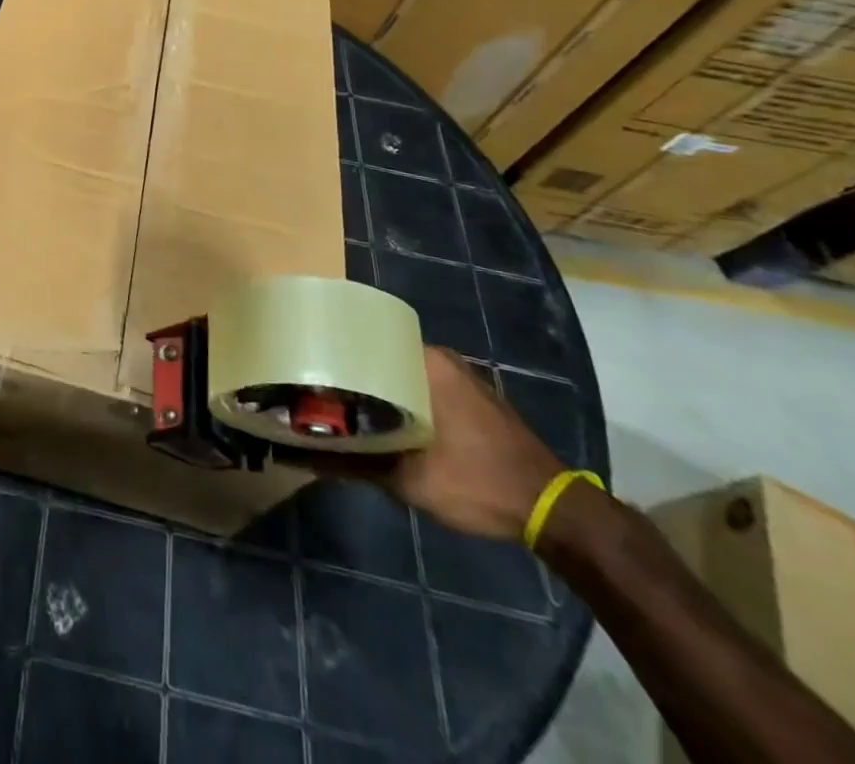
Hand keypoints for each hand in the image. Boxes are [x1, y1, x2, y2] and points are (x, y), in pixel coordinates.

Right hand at [323, 347, 562, 541]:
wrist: (554, 512)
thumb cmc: (478, 482)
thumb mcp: (410, 480)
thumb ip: (355, 464)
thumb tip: (301, 456)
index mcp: (426, 361)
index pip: (365, 341)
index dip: (335, 357)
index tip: (310, 372)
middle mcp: (442, 359)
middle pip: (382, 360)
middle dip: (354, 378)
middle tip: (322, 395)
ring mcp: (461, 378)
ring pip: (403, 376)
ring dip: (380, 392)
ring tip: (346, 408)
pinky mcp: (473, 400)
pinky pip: (424, 389)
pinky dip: (404, 402)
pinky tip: (386, 423)